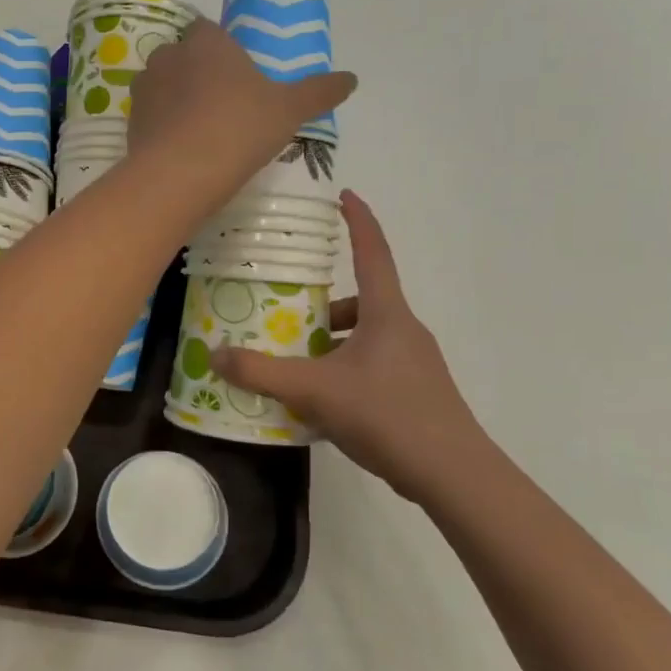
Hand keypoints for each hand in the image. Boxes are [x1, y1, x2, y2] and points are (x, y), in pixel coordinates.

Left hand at [127, 20, 355, 205]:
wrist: (180, 174)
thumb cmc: (239, 128)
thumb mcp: (289, 110)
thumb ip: (318, 92)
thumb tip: (352, 79)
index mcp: (206, 42)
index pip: (208, 29)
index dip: (221, 49)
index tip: (238, 74)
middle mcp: (168, 57)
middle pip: (183, 56)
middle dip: (198, 73)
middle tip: (224, 104)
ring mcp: (144, 90)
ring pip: (162, 86)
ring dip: (177, 100)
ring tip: (202, 130)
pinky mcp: (130, 123)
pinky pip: (150, 117)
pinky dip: (163, 127)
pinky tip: (183, 150)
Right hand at [211, 190, 495, 502]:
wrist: (454, 475)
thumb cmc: (388, 415)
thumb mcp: (315, 391)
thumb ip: (262, 373)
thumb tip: (216, 354)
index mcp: (387, 314)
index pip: (373, 252)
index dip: (359, 220)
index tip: (344, 195)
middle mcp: (404, 330)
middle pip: (362, 301)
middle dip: (325, 304)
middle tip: (289, 312)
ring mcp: (415, 363)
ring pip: (365, 337)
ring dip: (332, 343)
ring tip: (297, 365)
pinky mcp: (416, 393)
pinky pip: (372, 366)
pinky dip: (344, 370)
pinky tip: (321, 401)